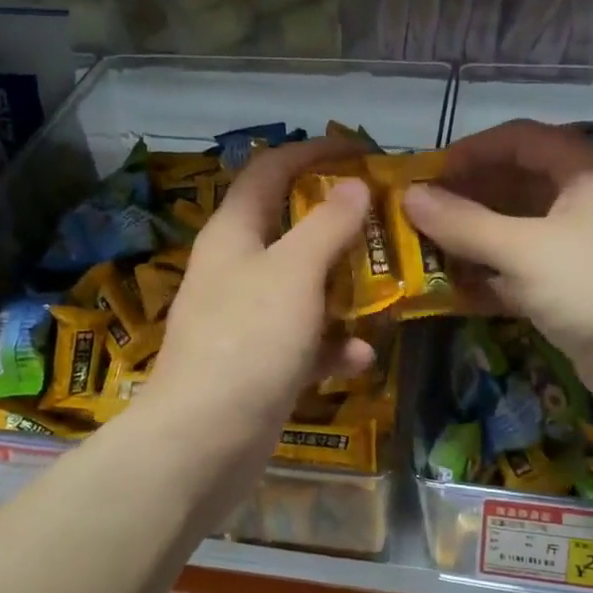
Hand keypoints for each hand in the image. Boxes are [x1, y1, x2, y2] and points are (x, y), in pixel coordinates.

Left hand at [144, 136, 374, 447]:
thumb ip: (327, 225)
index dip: (314, 152)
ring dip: (344, 286)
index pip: (270, 171)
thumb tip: (353, 185)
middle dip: (339, 223)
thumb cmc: (248, 341)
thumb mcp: (294, 273)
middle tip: (387, 220)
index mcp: (233, 234)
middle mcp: (236, 269)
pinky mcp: (259, 363)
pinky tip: (360, 358)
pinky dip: (331, 345)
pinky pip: (304, 341)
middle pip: (291, 228)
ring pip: (304, 287)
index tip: (362, 151)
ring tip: (389, 286)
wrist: (203, 441)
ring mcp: (246, 319)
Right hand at [403, 120, 592, 431]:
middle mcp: (585, 200)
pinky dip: (491, 276)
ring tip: (424, 250)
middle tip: (416, 216)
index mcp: (584, 171)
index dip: (469, 151)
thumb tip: (410, 196)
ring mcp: (582, 247)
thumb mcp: (524, 251)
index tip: (425, 174)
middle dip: (465, 198)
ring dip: (473, 239)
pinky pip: (524, 269)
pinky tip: (453, 290)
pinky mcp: (576, 288)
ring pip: (517, 230)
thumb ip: (464, 223)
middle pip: (515, 184)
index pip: (519, 139)